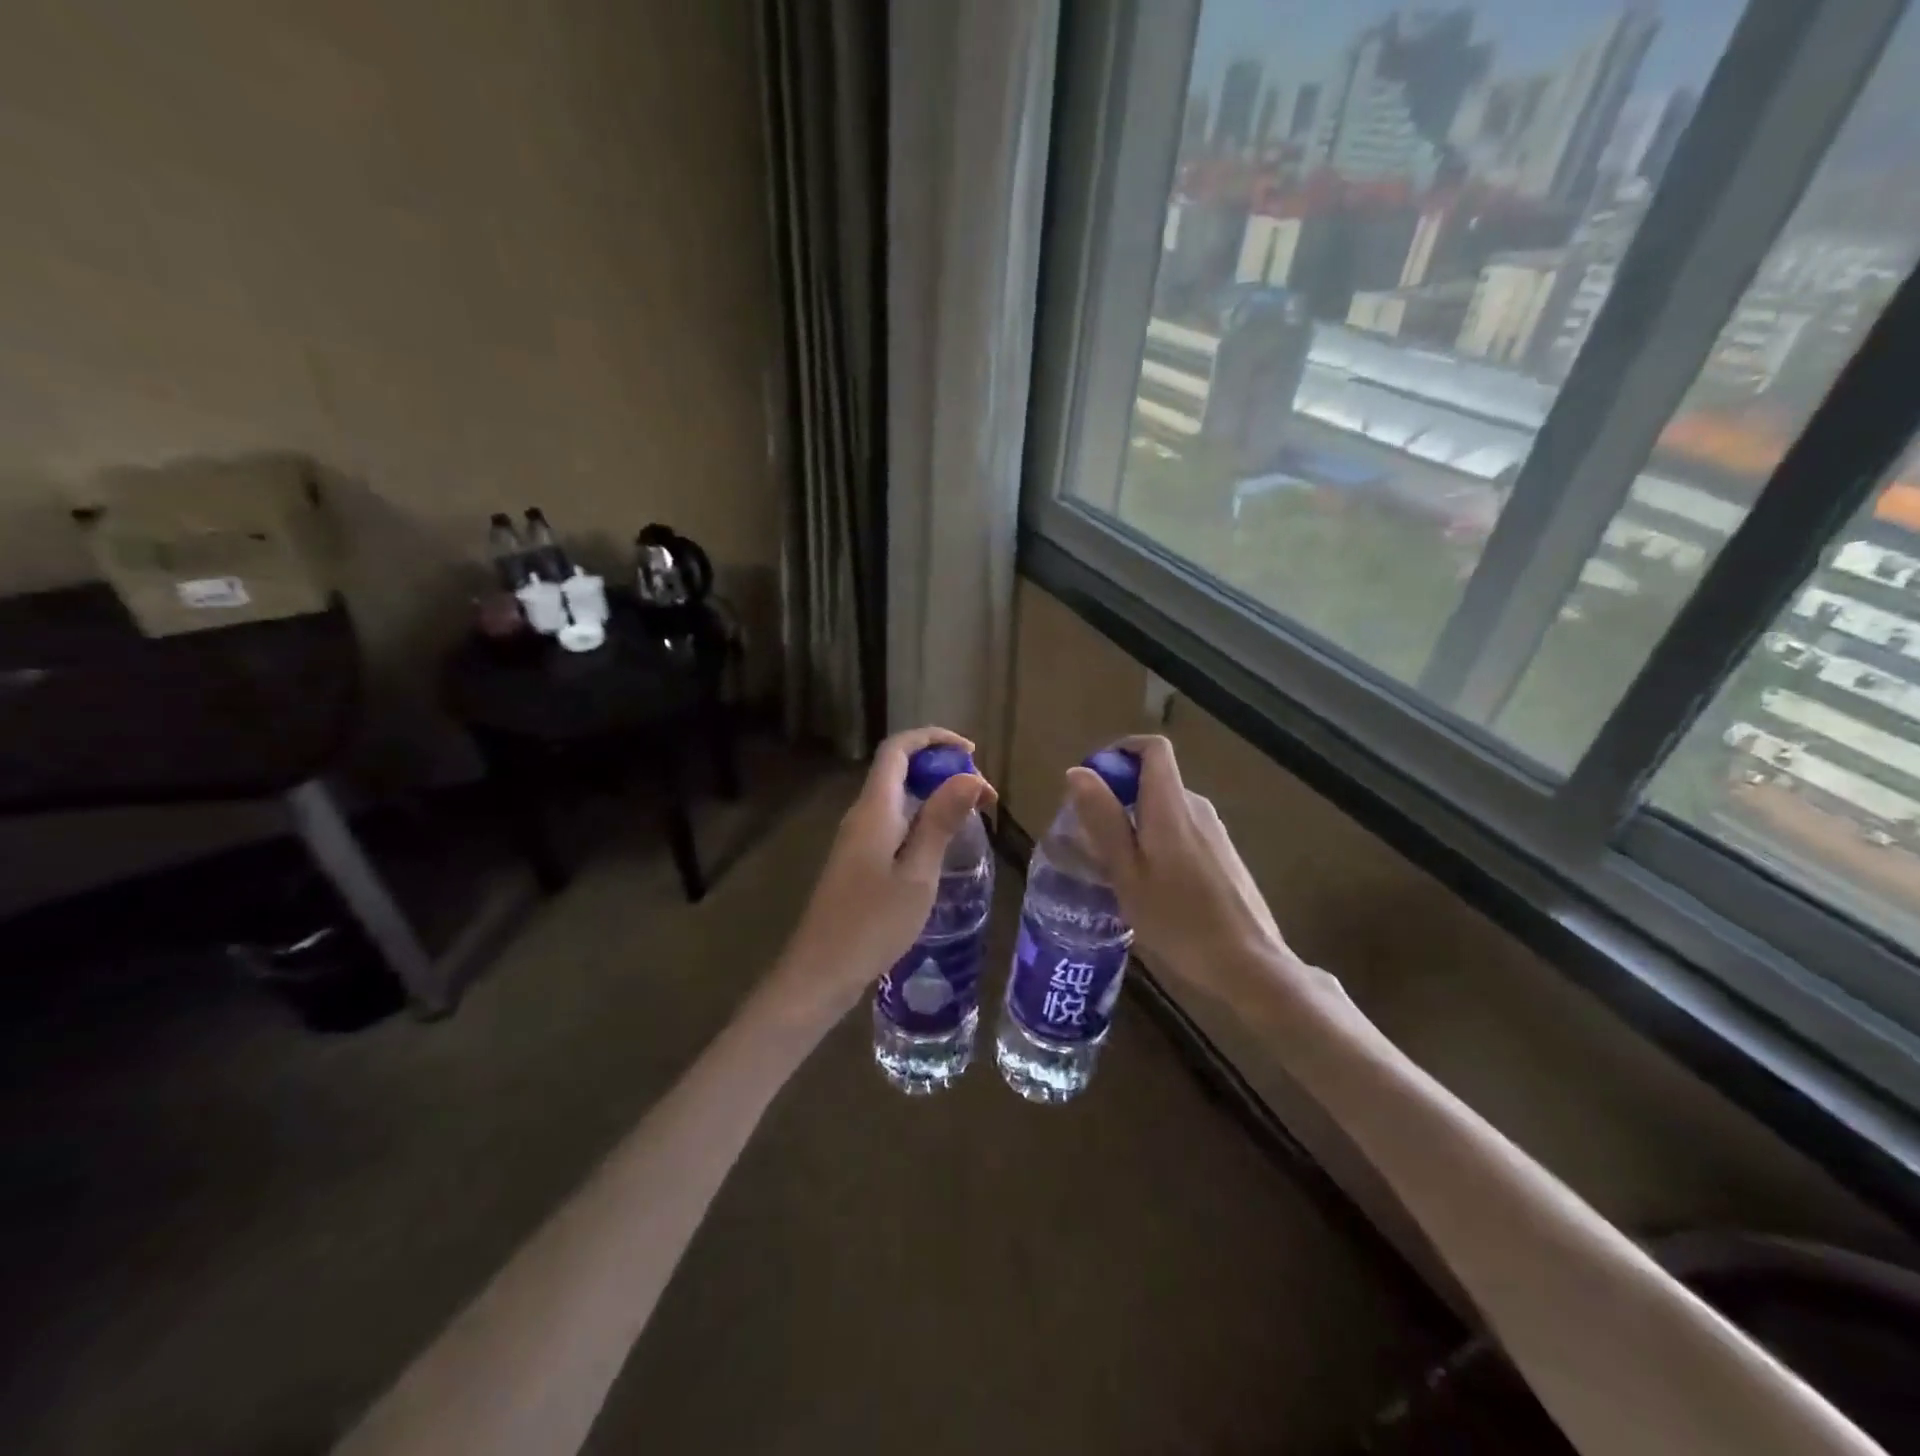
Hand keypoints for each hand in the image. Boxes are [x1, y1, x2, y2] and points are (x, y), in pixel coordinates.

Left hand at [770, 727, 995, 1025]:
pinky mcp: (857, 860)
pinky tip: (942, 846)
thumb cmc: (873, 924)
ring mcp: (856, 838)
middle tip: (981, 795)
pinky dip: (921, 818)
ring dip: (933, 795)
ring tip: (971, 816)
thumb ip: (941, 821)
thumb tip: (971, 776)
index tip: (971, 752)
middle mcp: (862, 814)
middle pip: (898, 768)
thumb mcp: (918, 874)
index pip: (897, 748)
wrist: (821, 971)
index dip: (933, 738)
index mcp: (874, 809)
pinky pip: (892, 821)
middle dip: (940, 768)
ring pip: (897, 796)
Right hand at [1066, 735, 1329, 1013]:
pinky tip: (1148, 884)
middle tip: (1091, 836)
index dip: (1120, 751)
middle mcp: (1197, 807)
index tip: (1093, 781)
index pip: (1153, 748)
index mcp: (1171, 805)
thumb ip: (1104, 820)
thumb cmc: (1178, 919)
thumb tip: (1079, 772)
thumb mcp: (1126, 872)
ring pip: (1166, 808)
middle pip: (1155, 779)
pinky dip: (1157, 840)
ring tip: (1114, 866)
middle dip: (1119, 795)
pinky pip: (1182, 830)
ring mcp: (1215, 831)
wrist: (1249, 963)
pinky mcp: (1223, 855)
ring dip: (1136, 821)